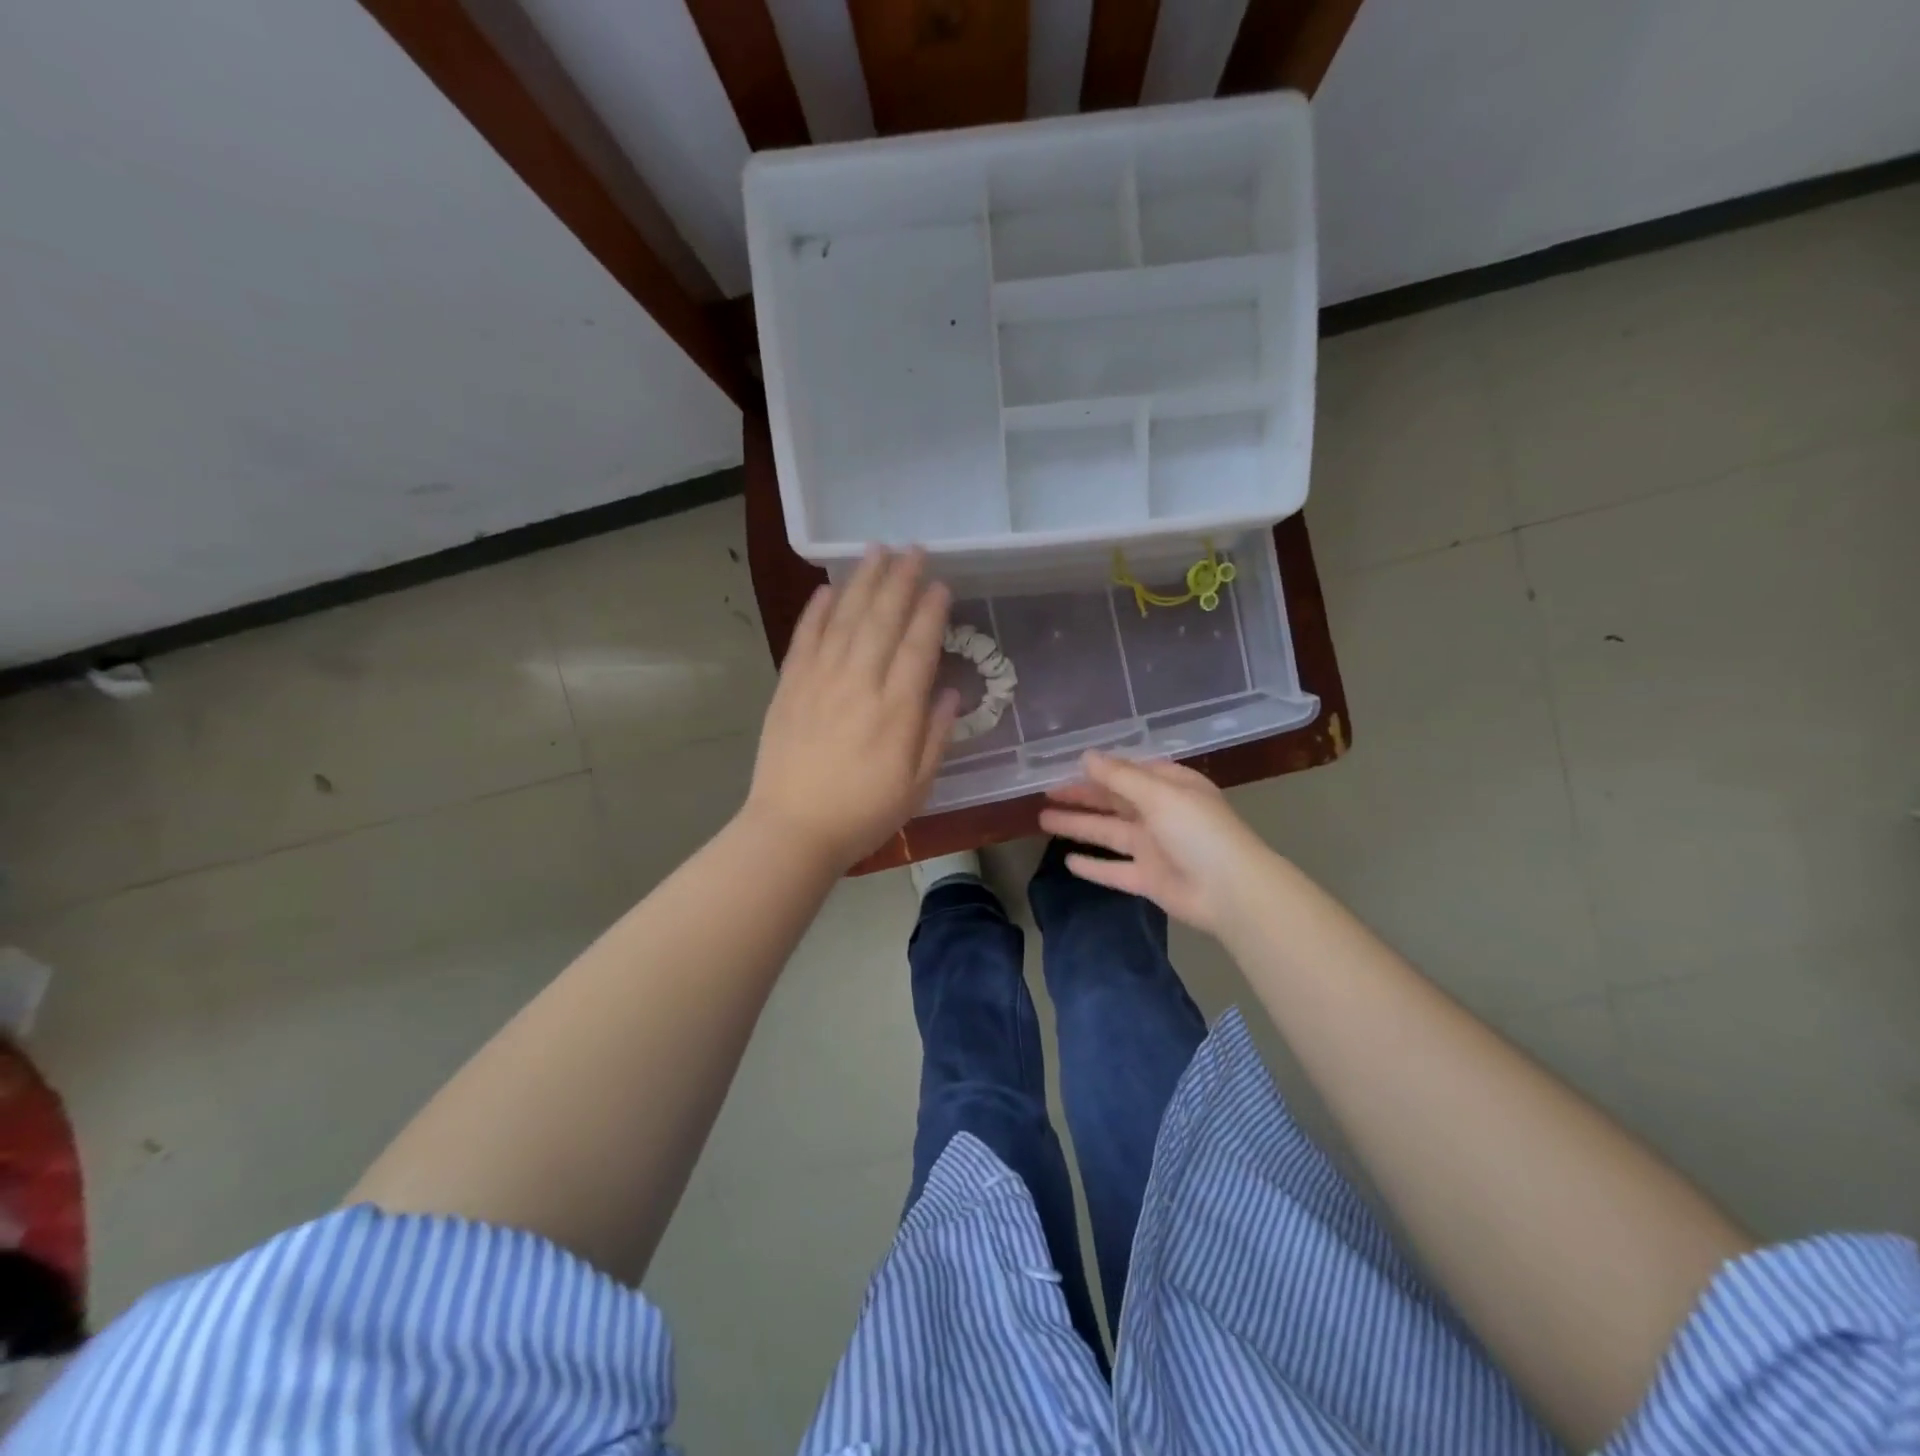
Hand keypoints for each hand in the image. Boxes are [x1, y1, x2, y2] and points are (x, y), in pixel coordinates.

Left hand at [745, 547, 959, 872]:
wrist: (793, 830)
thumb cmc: (863, 814)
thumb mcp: (917, 786)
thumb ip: (935, 736)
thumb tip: (949, 693)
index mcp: (897, 710)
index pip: (918, 646)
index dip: (931, 611)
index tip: (940, 584)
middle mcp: (860, 684)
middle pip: (883, 620)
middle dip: (900, 580)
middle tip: (913, 549)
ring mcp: (820, 681)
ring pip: (845, 619)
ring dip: (863, 582)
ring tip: (877, 551)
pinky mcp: (790, 687)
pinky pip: (806, 638)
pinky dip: (817, 611)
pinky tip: (829, 588)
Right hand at [1038, 751, 1277, 935]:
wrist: (1231, 891)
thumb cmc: (1198, 831)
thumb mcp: (1158, 794)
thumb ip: (1119, 776)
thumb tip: (1085, 756)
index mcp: (1170, 787)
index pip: (1129, 772)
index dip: (1098, 769)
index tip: (1065, 766)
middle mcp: (1160, 814)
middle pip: (1114, 801)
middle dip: (1081, 796)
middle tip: (1046, 792)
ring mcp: (1153, 848)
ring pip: (1108, 833)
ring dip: (1078, 826)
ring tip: (1042, 820)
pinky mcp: (1148, 879)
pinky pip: (1114, 870)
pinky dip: (1093, 866)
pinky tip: (1067, 861)